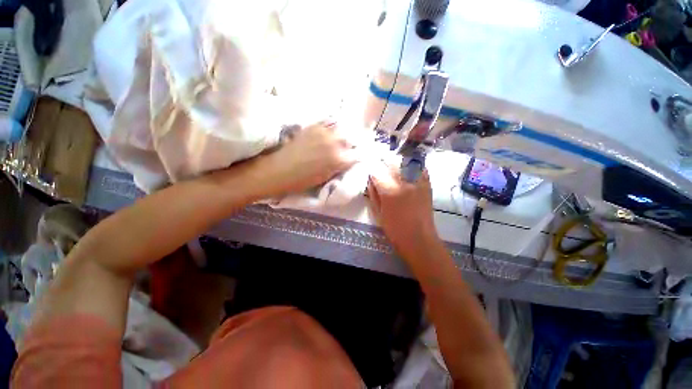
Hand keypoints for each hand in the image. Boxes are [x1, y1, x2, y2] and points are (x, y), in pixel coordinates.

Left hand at [260, 121, 358, 196]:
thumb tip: (349, 159)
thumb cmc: (304, 180)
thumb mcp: (327, 177)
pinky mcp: (313, 126)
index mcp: (339, 160)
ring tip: (342, 138)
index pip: (359, 154)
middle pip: (352, 138)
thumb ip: (341, 166)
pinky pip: (329, 122)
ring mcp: (323, 132)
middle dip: (354, 143)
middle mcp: (334, 143)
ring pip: (342, 128)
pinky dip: (333, 125)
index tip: (360, 156)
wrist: (280, 170)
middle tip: (351, 147)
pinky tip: (332, 130)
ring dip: (344, 133)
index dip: (361, 155)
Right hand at [367, 163, 438, 257]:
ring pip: (406, 162)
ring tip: (394, 167)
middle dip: (383, 163)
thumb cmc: (394, 230)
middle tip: (380, 168)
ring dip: (397, 163)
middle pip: (391, 162)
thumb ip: (373, 194)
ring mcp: (417, 182)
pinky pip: (420, 169)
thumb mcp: (378, 213)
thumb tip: (371, 181)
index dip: (372, 171)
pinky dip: (413, 167)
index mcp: (389, 191)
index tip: (370, 173)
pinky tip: (408, 171)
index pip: (377, 172)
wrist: (419, 239)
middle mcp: (404, 182)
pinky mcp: (427, 185)